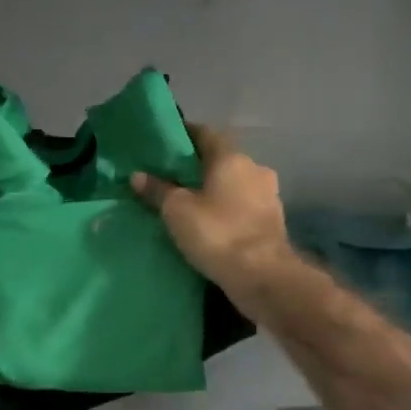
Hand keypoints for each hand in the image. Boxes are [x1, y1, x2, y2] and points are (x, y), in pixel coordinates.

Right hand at [131, 125, 292, 293]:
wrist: (263, 276)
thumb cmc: (217, 233)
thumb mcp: (177, 210)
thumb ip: (158, 190)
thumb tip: (137, 175)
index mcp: (231, 158)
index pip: (205, 133)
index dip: (184, 135)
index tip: (164, 145)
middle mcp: (254, 169)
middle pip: (221, 160)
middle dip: (198, 168)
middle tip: (171, 179)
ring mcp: (268, 196)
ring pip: (234, 185)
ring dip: (215, 191)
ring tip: (189, 205)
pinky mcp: (273, 222)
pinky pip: (243, 208)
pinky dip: (227, 211)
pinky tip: (210, 224)